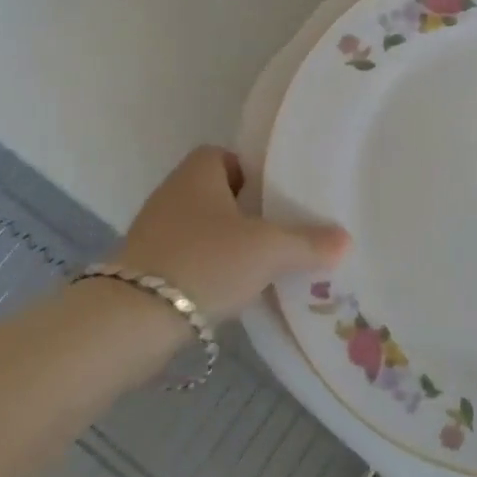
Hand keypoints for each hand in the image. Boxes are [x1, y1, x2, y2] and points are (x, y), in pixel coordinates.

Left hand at [112, 147, 348, 320]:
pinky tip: (232, 292)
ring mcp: (154, 233)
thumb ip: (308, 243)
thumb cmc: (206, 261)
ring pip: (203, 229)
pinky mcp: (146, 270)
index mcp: (197, 174)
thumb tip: (344, 239)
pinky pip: (188, 259)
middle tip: (280, 233)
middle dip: (246, 213)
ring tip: (264, 266)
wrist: (132, 319)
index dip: (252, 172)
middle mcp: (172, 195)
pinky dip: (210, 270)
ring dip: (228, 244)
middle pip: (216, 194)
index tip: (277, 197)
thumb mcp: (269, 250)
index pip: (225, 156)